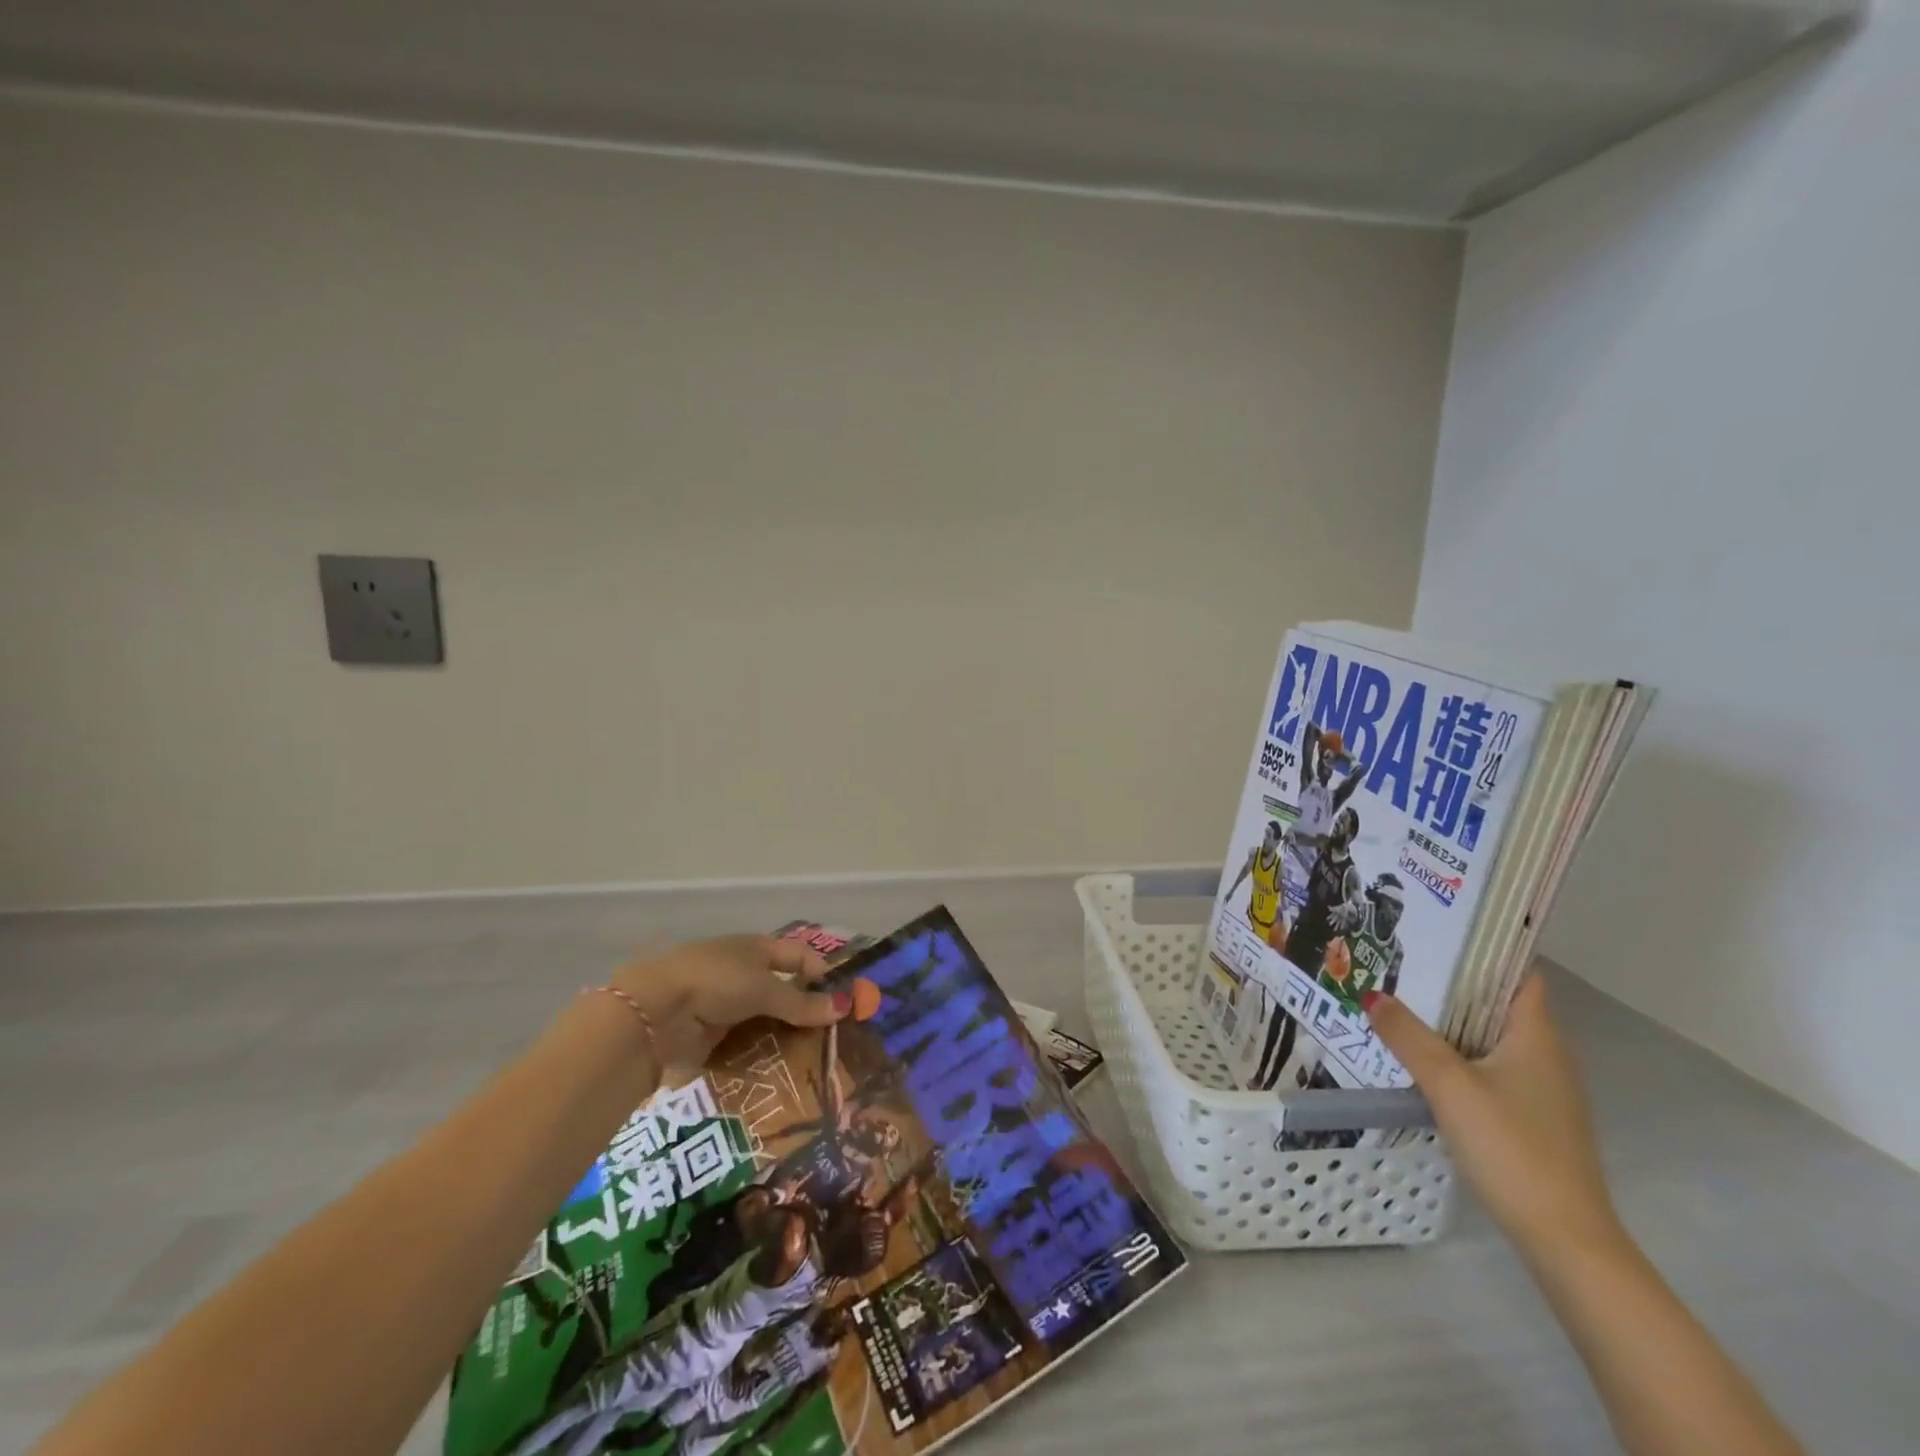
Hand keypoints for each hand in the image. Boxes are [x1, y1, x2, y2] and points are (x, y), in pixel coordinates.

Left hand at [611, 935, 846, 1067]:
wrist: (654, 1012)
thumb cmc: (715, 982)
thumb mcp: (764, 988)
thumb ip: (802, 1003)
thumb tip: (844, 1007)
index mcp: (756, 948)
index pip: (798, 956)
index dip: (821, 973)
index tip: (843, 1000)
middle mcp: (743, 973)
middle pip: (783, 991)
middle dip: (806, 1012)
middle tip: (834, 1036)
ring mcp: (726, 1005)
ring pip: (766, 1020)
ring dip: (785, 1037)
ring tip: (815, 1060)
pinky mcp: (712, 1035)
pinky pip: (747, 1044)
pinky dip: (763, 1054)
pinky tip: (784, 1071)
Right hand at [1364, 976, 1623, 1261]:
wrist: (1565, 1239)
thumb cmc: (1512, 1147)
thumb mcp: (1449, 1085)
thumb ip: (1408, 1037)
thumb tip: (1371, 995)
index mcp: (1537, 1036)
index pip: (1519, 973)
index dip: (1485, 949)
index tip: (1438, 931)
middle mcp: (1547, 1056)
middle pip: (1500, 1003)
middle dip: (1454, 983)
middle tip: (1402, 964)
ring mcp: (1544, 1091)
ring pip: (1493, 1037)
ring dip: (1453, 1021)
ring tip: (1402, 1004)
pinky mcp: (1533, 1119)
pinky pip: (1492, 1067)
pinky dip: (1461, 1054)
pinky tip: (1424, 1060)